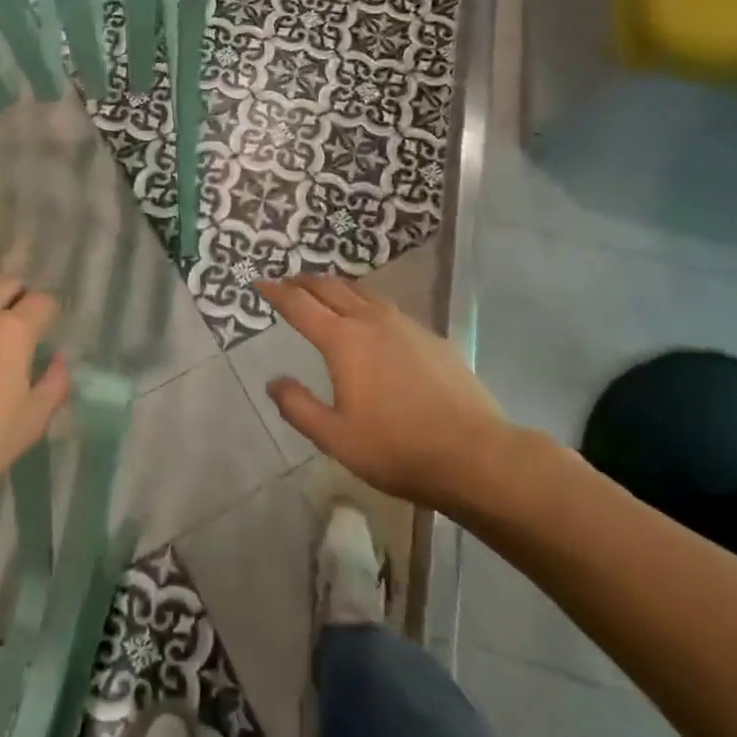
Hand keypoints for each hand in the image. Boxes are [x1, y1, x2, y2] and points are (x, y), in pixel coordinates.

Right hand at [258, 277, 523, 517]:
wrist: (477, 455)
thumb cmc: (398, 449)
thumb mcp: (336, 438)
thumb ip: (298, 407)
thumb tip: (274, 381)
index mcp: (343, 340)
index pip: (300, 305)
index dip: (276, 291)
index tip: (259, 283)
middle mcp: (371, 321)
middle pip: (331, 287)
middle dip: (305, 281)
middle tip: (288, 282)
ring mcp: (406, 325)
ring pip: (362, 292)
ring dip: (337, 287)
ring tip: (325, 293)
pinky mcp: (432, 337)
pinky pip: (388, 308)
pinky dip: (366, 304)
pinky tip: (371, 322)